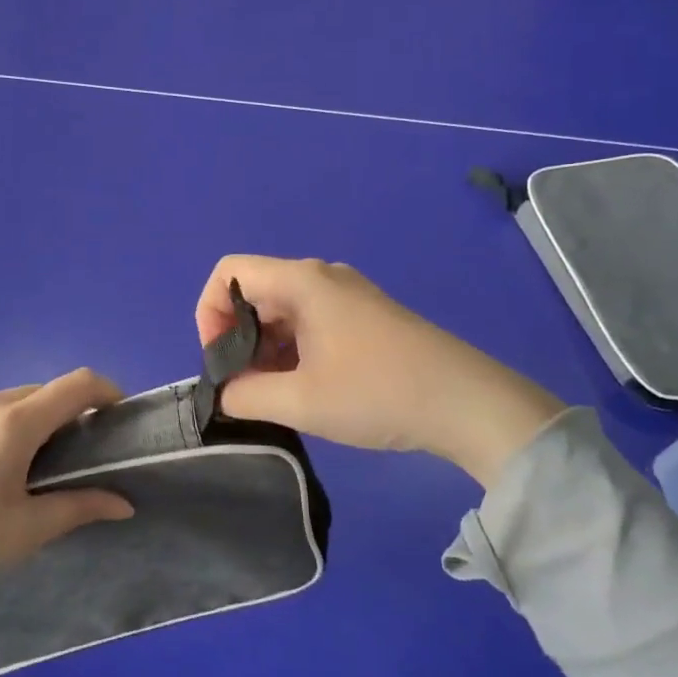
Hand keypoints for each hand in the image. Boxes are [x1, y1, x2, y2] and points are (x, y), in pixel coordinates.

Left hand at [0, 368, 135, 569]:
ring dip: (15, 422)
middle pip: (35, 394)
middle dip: (58, 414)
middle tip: (62, 454)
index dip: (103, 391)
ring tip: (10, 466)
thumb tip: (124, 505)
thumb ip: (79, 507)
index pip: (75, 385)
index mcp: (14, 424)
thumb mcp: (26, 529)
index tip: (114, 412)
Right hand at [196, 256, 564, 488]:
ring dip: (265, 348)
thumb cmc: (377, 392)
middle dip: (237, 338)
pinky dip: (292, 349)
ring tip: (275, 394)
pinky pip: (310, 320)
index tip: (219, 360)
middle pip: (254, 291)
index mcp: (301, 281)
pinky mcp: (365, 315)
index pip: (228, 273)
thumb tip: (224, 393)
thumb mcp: (301, 401)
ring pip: (282, 310)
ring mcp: (347, 294)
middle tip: (244, 387)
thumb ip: (246, 395)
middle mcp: (321, 276)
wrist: (469, 403)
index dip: (208, 313)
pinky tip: (305, 387)